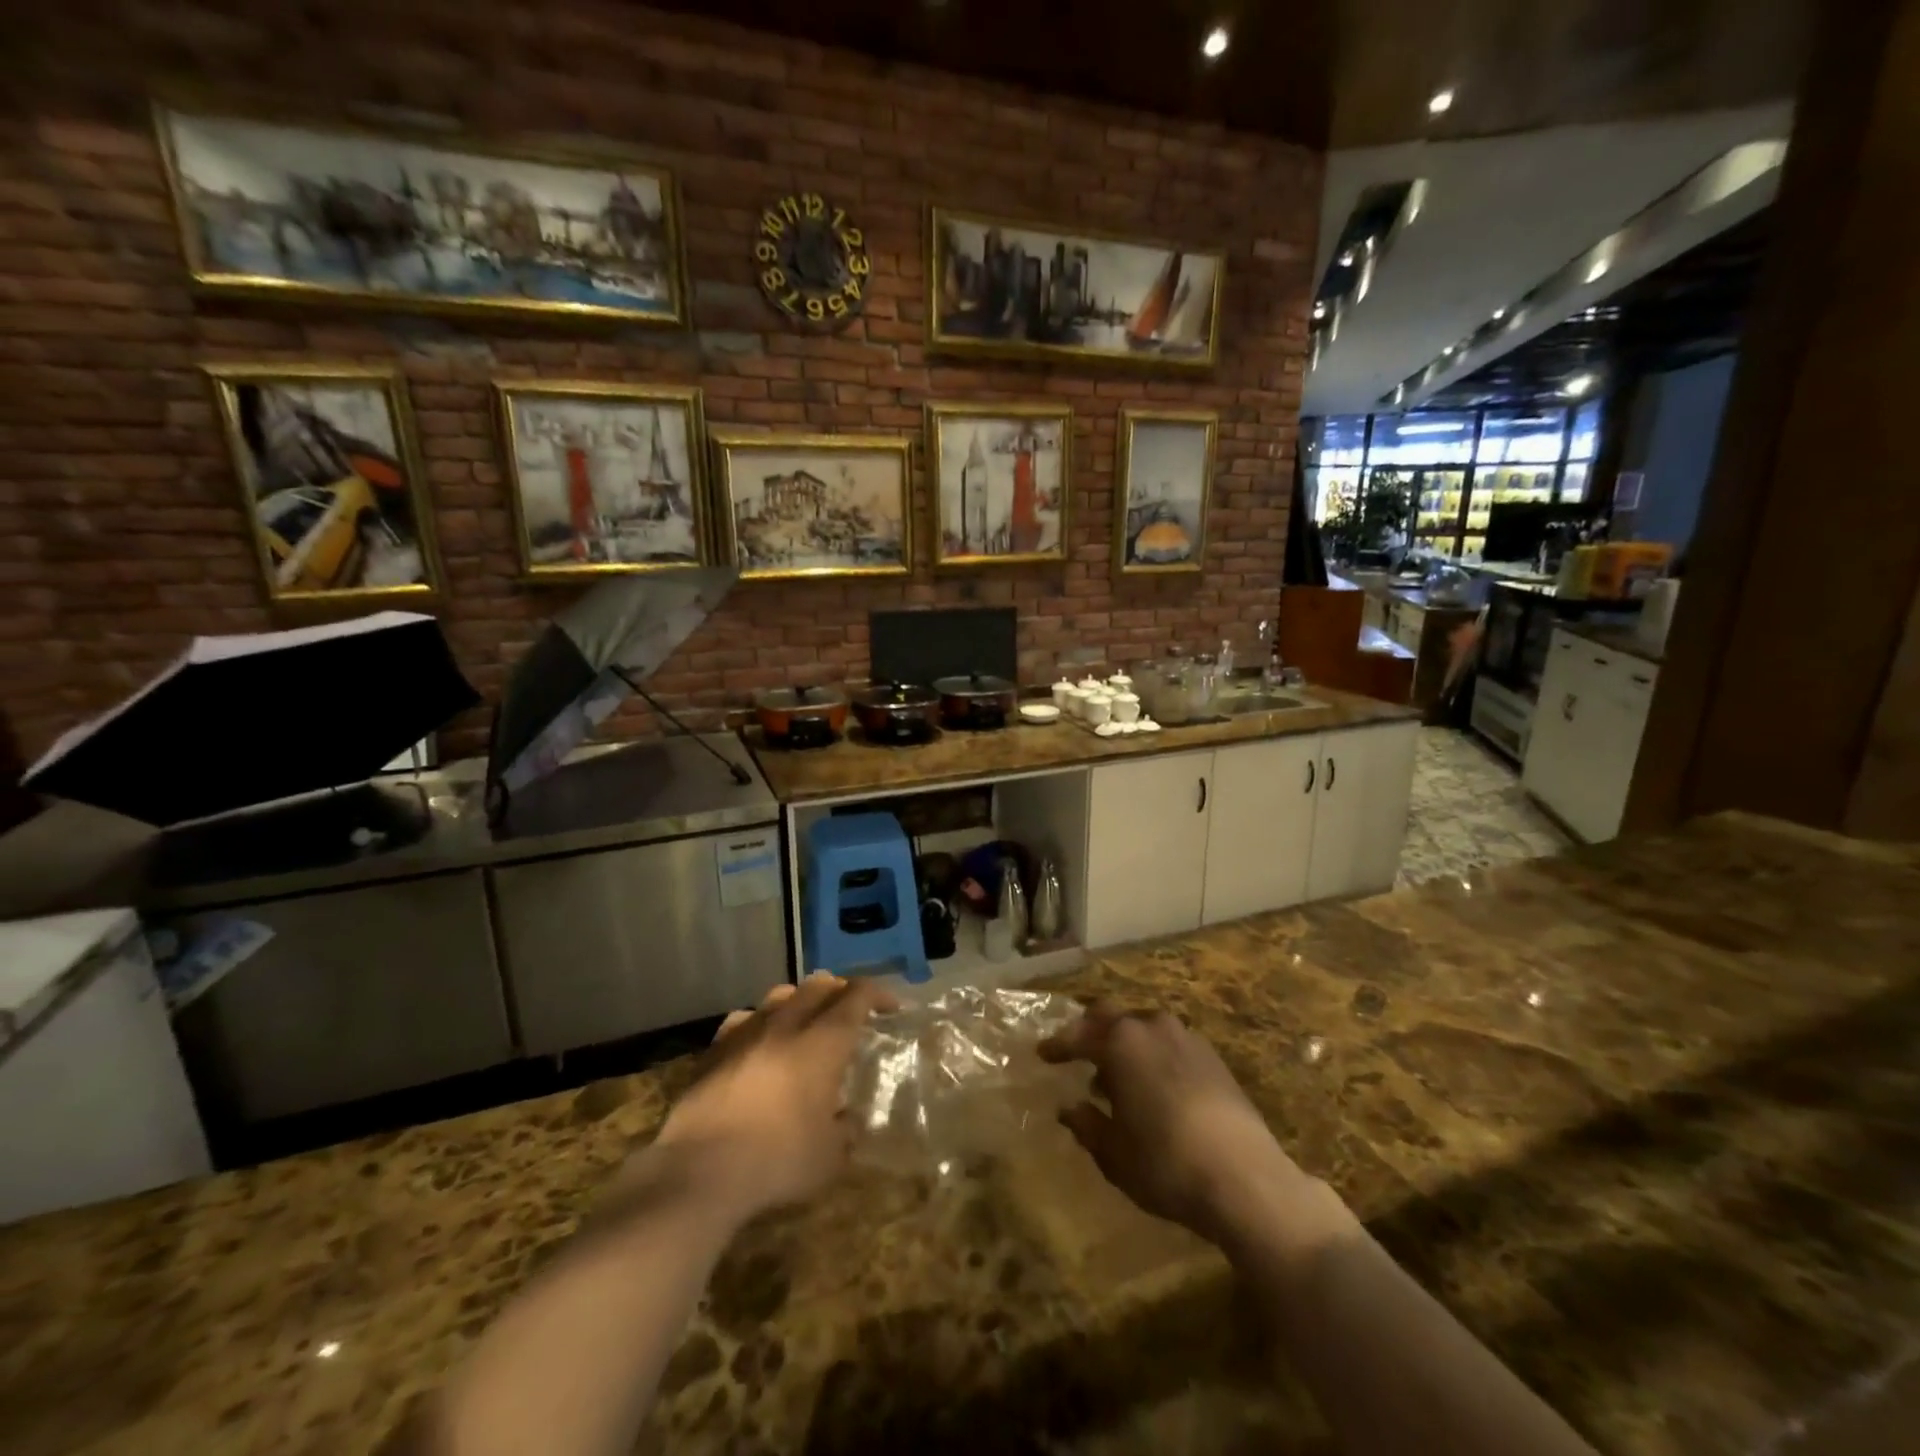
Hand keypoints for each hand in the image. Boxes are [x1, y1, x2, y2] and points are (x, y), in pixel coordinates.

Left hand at [652, 974, 896, 1217]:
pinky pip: (744, 1018)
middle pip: (819, 985)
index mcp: (823, 1042)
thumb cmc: (778, 1160)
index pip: (857, 997)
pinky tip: (760, 1041)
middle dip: (841, 991)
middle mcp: (787, 1024)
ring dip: (801, 1000)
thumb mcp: (830, 1157)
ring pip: (780, 994)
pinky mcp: (715, 1049)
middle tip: (851, 1012)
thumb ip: (845, 1131)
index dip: (879, 995)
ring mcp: (747, 1031)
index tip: (892, 1007)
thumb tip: (847, 1120)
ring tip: (807, 1020)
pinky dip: (761, 1022)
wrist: (700, 1170)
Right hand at [1040, 1003, 1314, 1244]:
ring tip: (1115, 1076)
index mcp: (1121, 1042)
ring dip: (1124, 1043)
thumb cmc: (1166, 1164)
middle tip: (1075, 1052)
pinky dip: (1151, 1054)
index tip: (1042, 1055)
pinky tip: (1152, 1085)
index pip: (1078, 1035)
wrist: (1247, 1179)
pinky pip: (1168, 1043)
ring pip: (1143, 1027)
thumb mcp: (1113, 1153)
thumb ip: (1087, 1125)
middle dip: (1090, 1031)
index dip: (1057, 1046)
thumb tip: (1069, 1107)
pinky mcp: (1212, 1056)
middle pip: (1111, 1015)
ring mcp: (1186, 1038)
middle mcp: (1151, 1027)